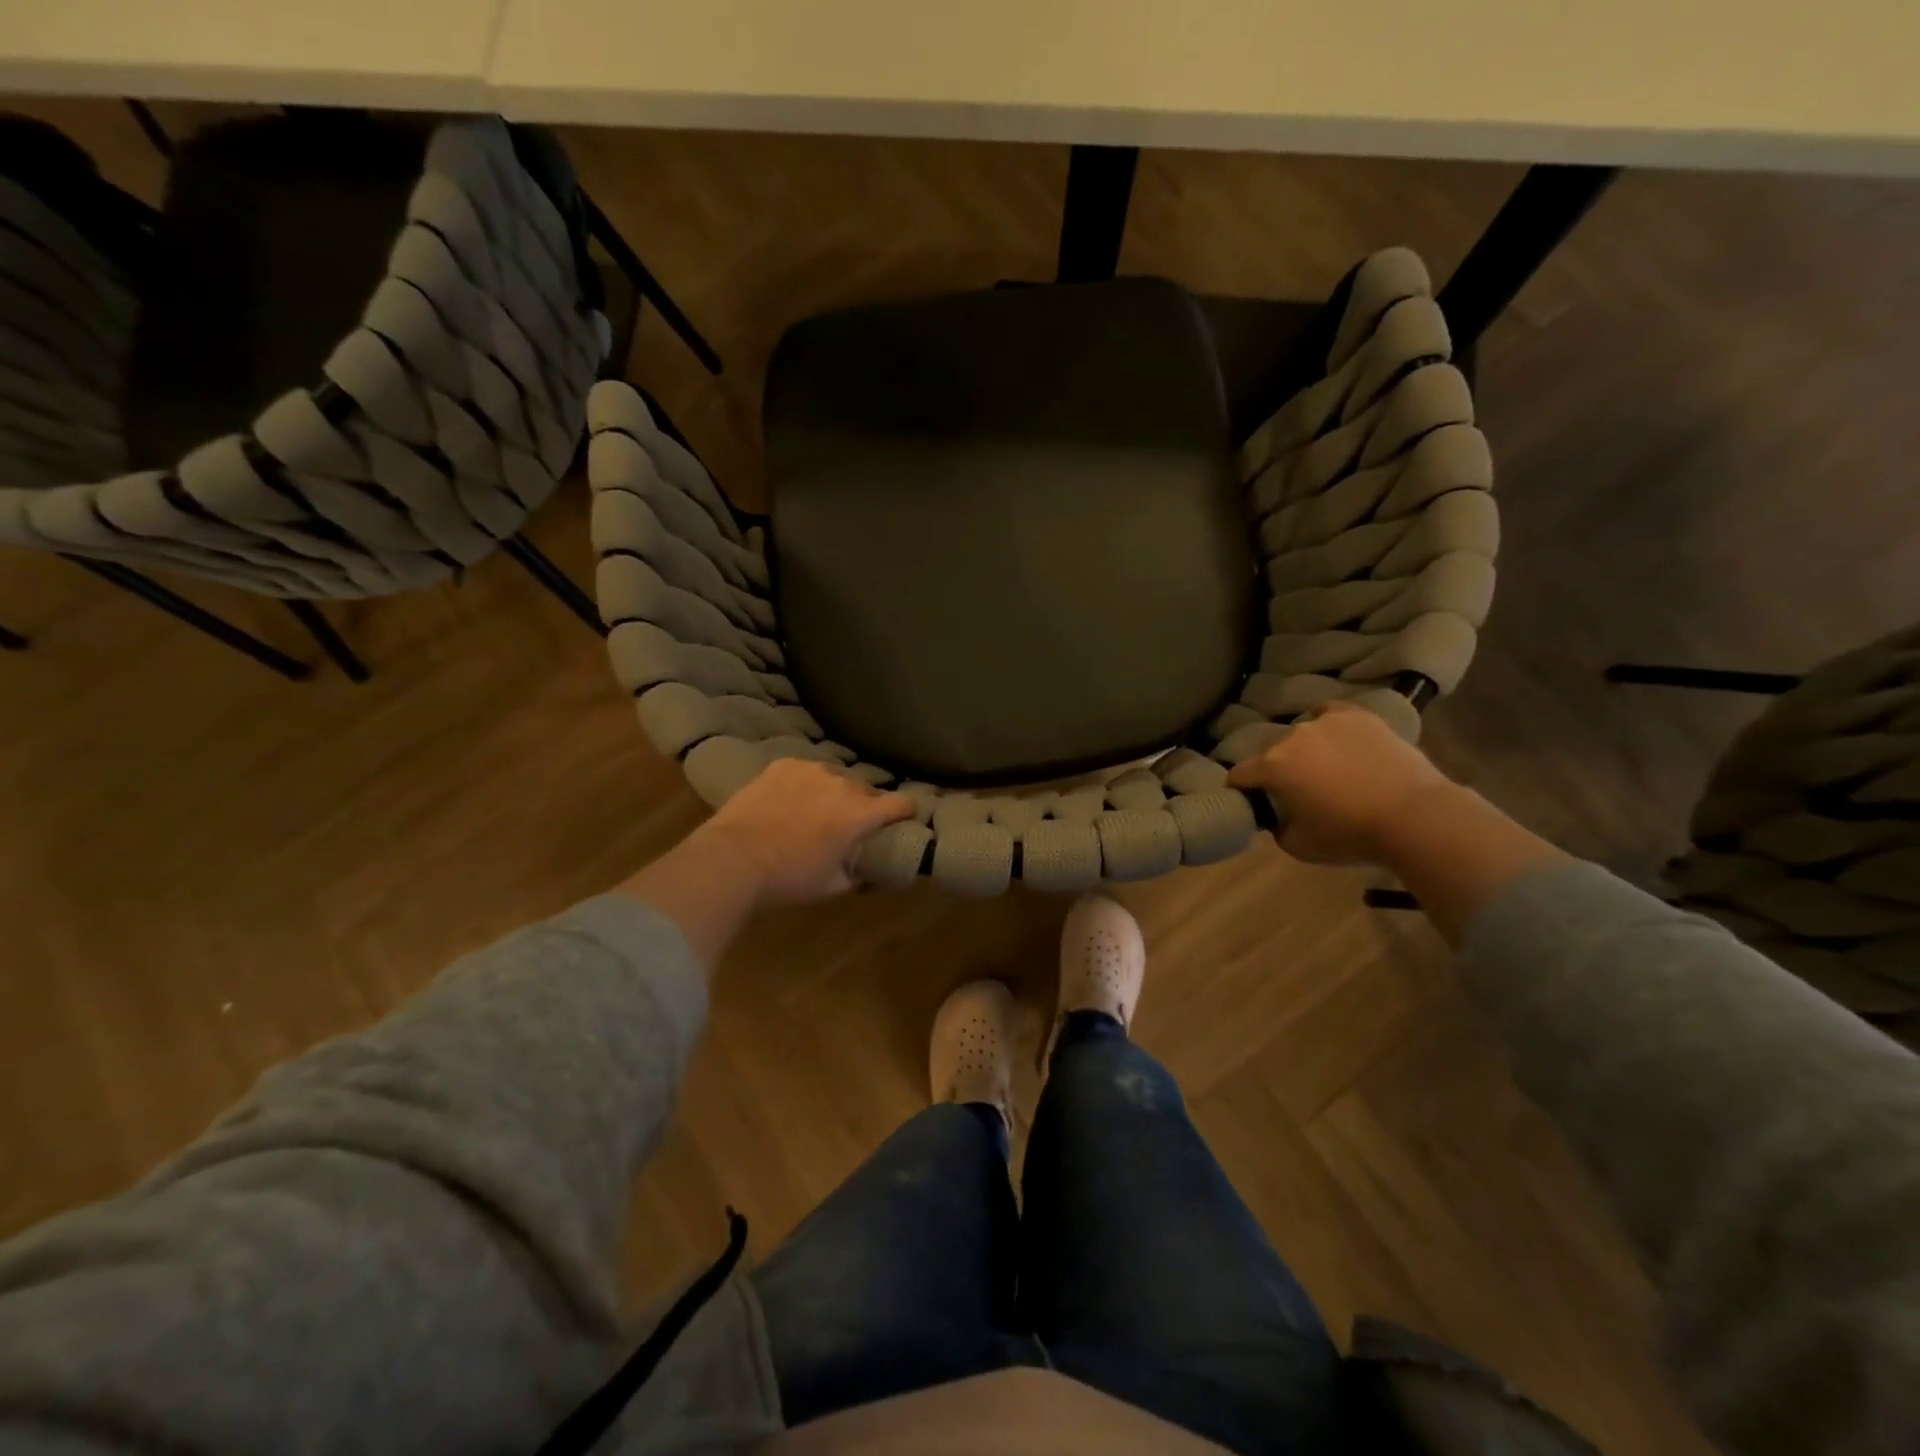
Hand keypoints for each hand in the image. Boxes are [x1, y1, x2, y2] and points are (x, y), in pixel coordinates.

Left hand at [692, 759, 915, 906]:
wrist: (732, 858)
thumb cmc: (788, 878)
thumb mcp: (832, 886)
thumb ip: (859, 874)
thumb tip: (870, 870)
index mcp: (860, 814)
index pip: (902, 803)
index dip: (907, 812)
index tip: (903, 821)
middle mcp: (842, 784)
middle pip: (868, 790)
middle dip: (865, 806)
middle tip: (849, 826)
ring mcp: (811, 769)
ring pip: (836, 778)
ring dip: (835, 793)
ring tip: (815, 811)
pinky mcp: (784, 764)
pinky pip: (807, 771)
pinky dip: (806, 784)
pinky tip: (790, 800)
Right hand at [1226, 701, 1455, 865]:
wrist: (1414, 816)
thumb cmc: (1350, 835)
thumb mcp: (1299, 846)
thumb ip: (1277, 827)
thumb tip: (1276, 816)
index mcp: (1272, 767)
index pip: (1240, 774)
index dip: (1240, 788)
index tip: (1249, 800)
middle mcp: (1291, 737)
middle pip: (1271, 753)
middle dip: (1276, 770)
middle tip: (1295, 790)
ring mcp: (1326, 722)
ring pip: (1301, 734)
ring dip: (1304, 750)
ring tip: (1323, 767)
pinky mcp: (1358, 716)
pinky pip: (1330, 713)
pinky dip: (1327, 724)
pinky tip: (1335, 737)